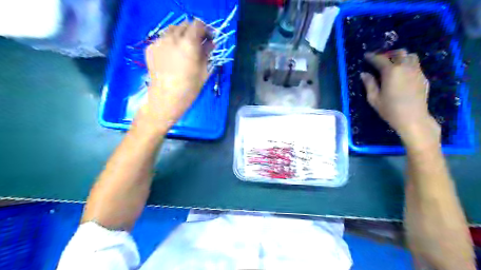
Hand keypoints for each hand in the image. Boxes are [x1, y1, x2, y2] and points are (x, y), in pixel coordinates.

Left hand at [137, 19, 216, 131]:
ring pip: (172, 30)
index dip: (205, 29)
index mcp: (188, 43)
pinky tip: (172, 56)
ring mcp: (159, 42)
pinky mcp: (150, 48)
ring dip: (181, 35)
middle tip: (197, 44)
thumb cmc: (189, 88)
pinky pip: (162, 39)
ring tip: (184, 49)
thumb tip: (211, 43)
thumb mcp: (203, 71)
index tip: (208, 38)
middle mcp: (172, 37)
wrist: (166, 98)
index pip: (198, 24)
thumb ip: (207, 53)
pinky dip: (170, 42)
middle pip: (185, 24)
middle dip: (193, 31)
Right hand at [361, 49, 438, 150]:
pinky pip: (416, 65)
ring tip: (393, 64)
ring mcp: (417, 71)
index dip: (372, 57)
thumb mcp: (374, 98)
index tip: (366, 56)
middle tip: (380, 60)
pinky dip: (408, 64)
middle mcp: (405, 67)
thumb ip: (369, 84)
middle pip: (399, 53)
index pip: (380, 59)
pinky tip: (402, 74)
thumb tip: (364, 74)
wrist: (413, 118)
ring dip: (401, 57)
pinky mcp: (423, 77)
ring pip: (410, 56)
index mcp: (391, 72)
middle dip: (388, 54)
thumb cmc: (390, 109)